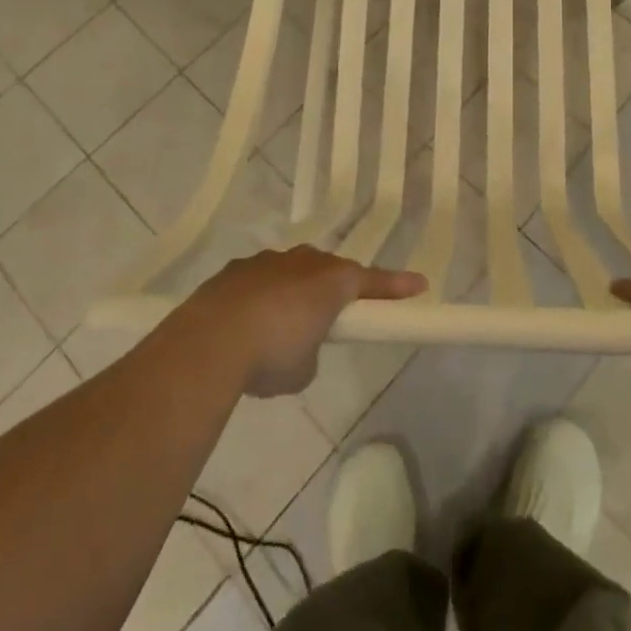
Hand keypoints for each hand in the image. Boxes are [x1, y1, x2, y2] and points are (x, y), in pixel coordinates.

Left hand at [187, 247, 425, 397]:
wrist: (211, 340)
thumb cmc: (273, 354)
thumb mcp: (304, 369)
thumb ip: (311, 352)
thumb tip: (298, 346)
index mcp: (332, 281)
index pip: (372, 282)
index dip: (396, 286)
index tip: (419, 285)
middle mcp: (303, 262)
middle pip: (328, 271)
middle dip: (333, 290)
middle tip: (332, 316)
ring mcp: (267, 262)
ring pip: (291, 272)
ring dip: (292, 293)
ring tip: (278, 329)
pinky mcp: (235, 270)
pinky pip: (258, 281)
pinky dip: (259, 299)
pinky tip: (244, 325)